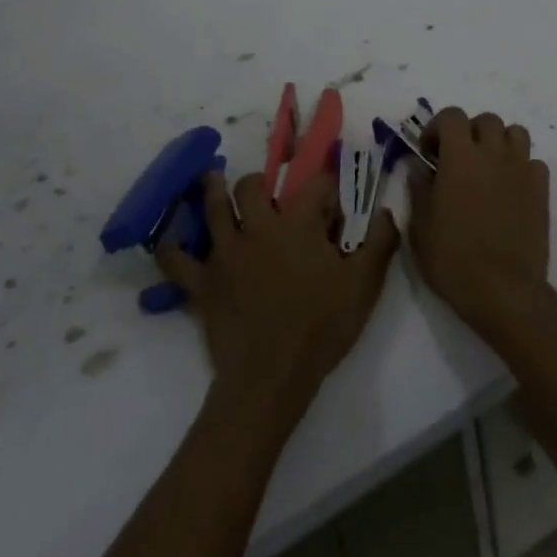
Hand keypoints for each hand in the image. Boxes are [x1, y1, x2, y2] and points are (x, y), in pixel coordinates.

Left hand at [158, 171, 398, 417]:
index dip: (326, 185)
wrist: (271, 378)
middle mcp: (258, 227)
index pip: (314, 184)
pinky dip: (171, 244)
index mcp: (298, 223)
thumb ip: (380, 242)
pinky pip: (176, 258)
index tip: (333, 198)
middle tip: (267, 192)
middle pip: (252, 186)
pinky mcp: (203, 282)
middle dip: (260, 182)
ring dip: (212, 190)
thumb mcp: (364, 285)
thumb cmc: (321, 327)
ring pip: (212, 208)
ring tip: (212, 178)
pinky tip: (171, 234)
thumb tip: (386, 210)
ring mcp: (225, 253)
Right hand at [407, 109, 551, 335]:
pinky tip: (511, 190)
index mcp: (460, 157)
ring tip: (488, 168)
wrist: (503, 290)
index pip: (451, 115)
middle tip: (458, 159)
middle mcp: (494, 153)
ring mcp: (521, 169)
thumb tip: (419, 166)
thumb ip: (418, 188)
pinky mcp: (541, 190)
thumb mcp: (420, 227)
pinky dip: (522, 168)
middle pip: (486, 120)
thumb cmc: (453, 258)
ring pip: (516, 133)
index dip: (437, 127)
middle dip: (470, 132)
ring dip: (500, 142)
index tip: (429, 152)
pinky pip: (534, 163)